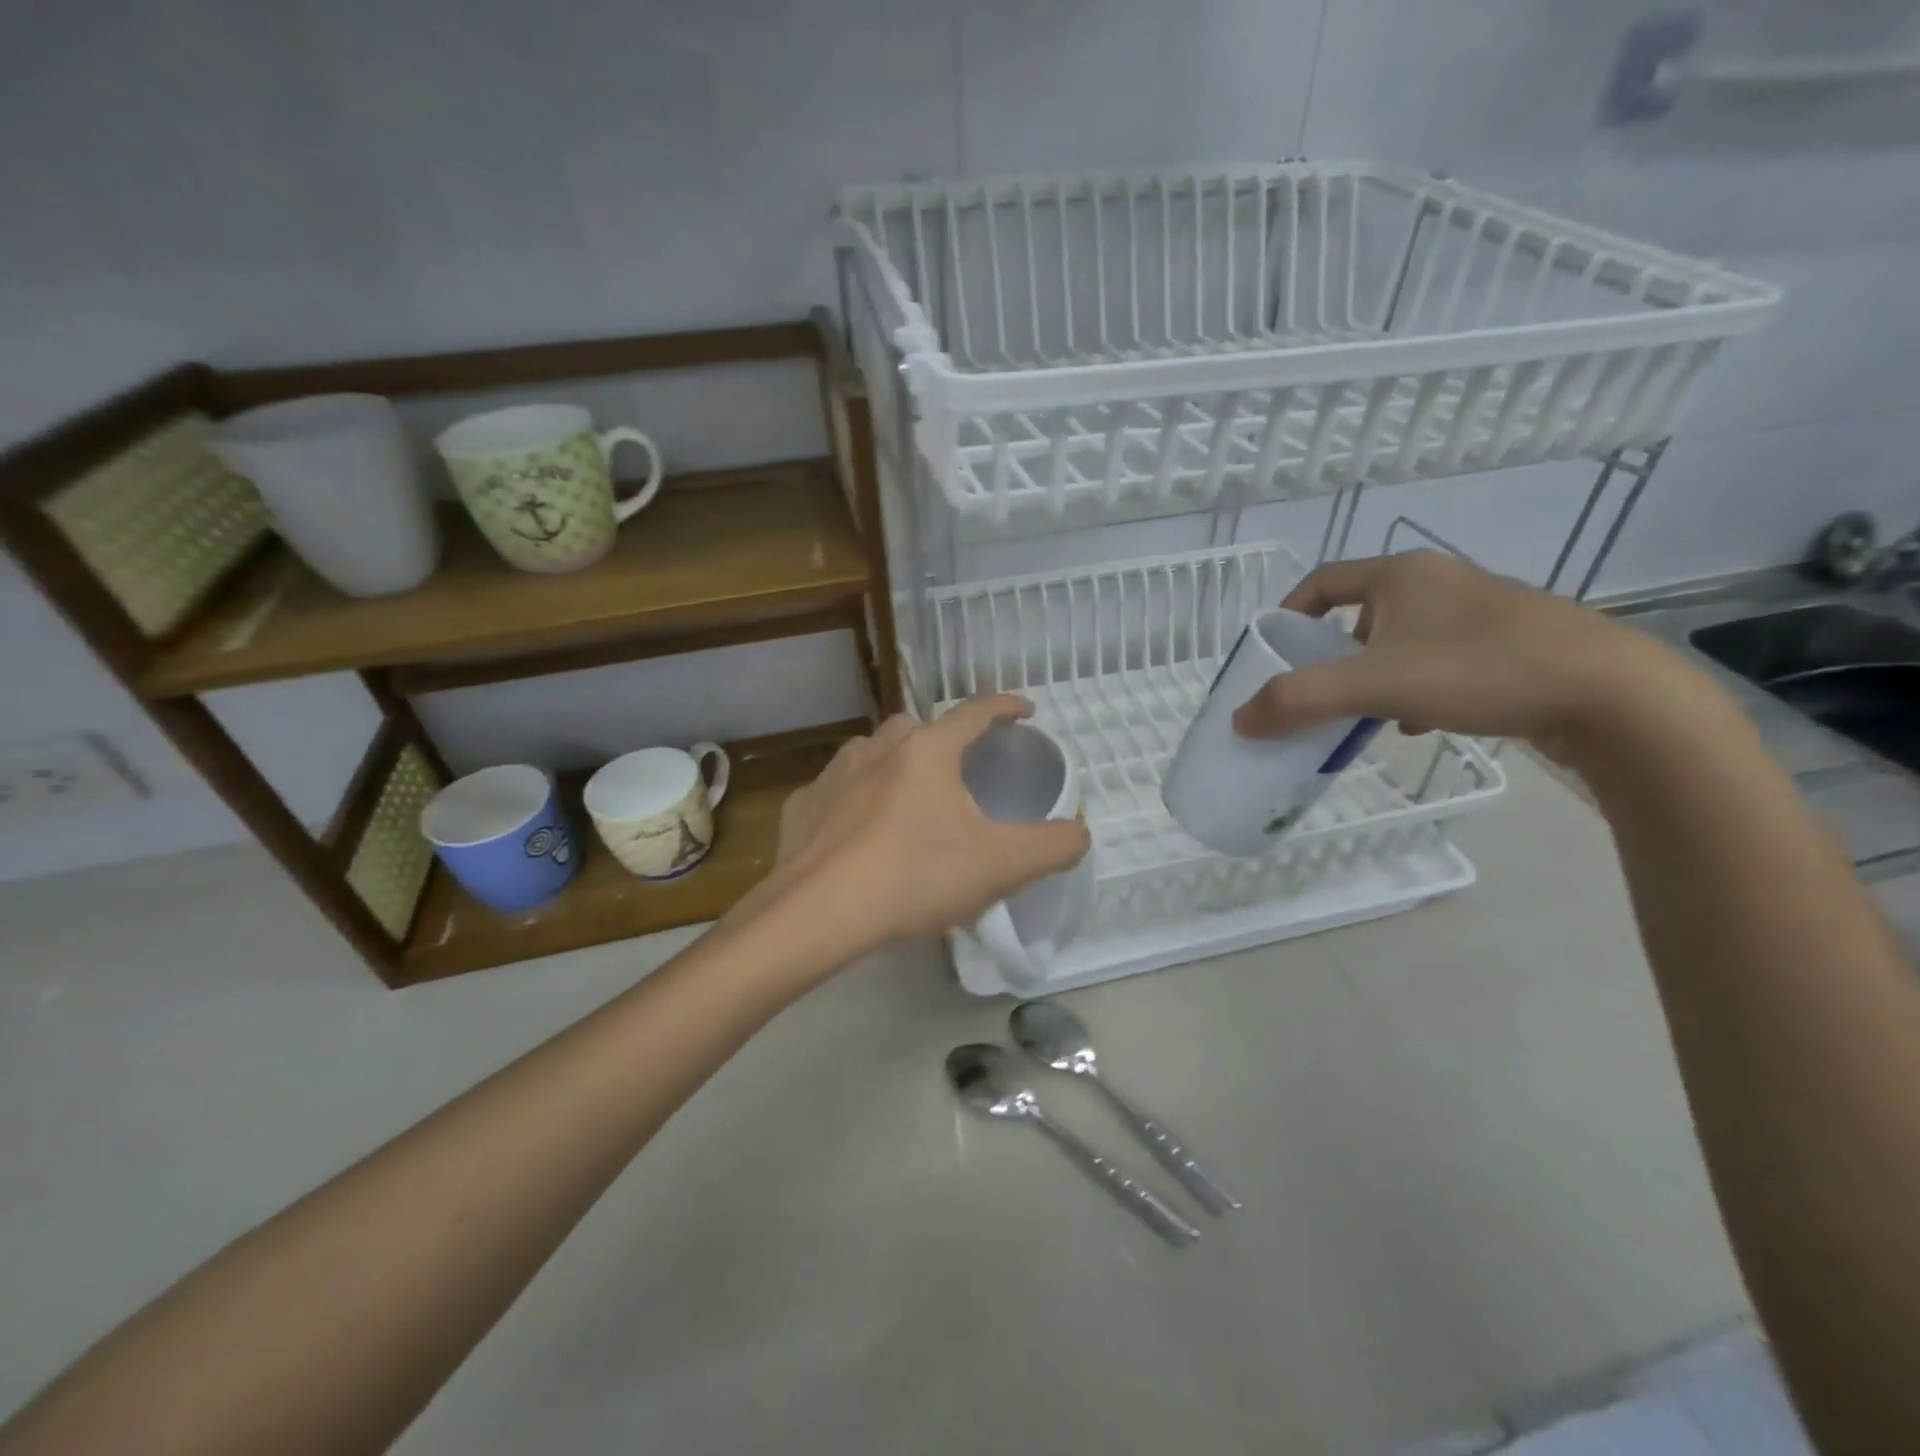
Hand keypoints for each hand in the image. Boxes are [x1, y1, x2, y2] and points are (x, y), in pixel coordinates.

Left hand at [771, 696, 1090, 947]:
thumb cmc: (916, 876)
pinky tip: (860, 830)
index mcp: (928, 751)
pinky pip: (838, 790)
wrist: (819, 912)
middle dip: (945, 739)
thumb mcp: (1002, 865)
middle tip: (961, 771)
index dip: (1006, 706)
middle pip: (920, 727)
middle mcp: (879, 747)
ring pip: (873, 752)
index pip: (975, 711)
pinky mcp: (803, 805)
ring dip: (896, 764)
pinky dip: (855, 799)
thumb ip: (1054, 846)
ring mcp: (835, 773)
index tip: (1025, 710)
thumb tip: (1080, 833)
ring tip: (910, 799)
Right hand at [1231, 551, 1694, 752]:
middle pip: (1359, 614)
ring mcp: (1479, 611)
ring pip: (1400, 639)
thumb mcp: (1373, 686)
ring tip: (1360, 713)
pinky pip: (1437, 658)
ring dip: (1370, 674)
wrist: (1609, 695)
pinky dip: (1411, 686)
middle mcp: (1438, 581)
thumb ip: (1299, 700)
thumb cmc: (1479, 671)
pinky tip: (1413, 722)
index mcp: (1402, 574)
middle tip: (1315, 691)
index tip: (1272, 652)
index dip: (1288, 614)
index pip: (1322, 582)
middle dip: (1330, 655)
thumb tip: (1240, 720)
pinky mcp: (1510, 642)